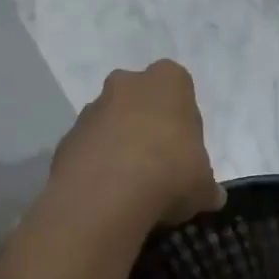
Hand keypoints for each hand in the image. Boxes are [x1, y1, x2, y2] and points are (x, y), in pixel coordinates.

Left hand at [52, 61, 224, 225]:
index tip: (185, 147)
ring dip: (119, 145)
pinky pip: (88, 149)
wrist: (106, 196)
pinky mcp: (66, 138)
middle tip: (159, 162)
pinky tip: (108, 195)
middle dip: (146, 124)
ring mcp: (91, 109)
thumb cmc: (170, 173)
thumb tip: (212, 196)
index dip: (182, 117)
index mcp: (168, 81)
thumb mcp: (203, 185)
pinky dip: (97, 166)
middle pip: (140, 99)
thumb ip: (207, 186)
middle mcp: (127, 84)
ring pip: (111, 123)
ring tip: (132, 186)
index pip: (179, 87)